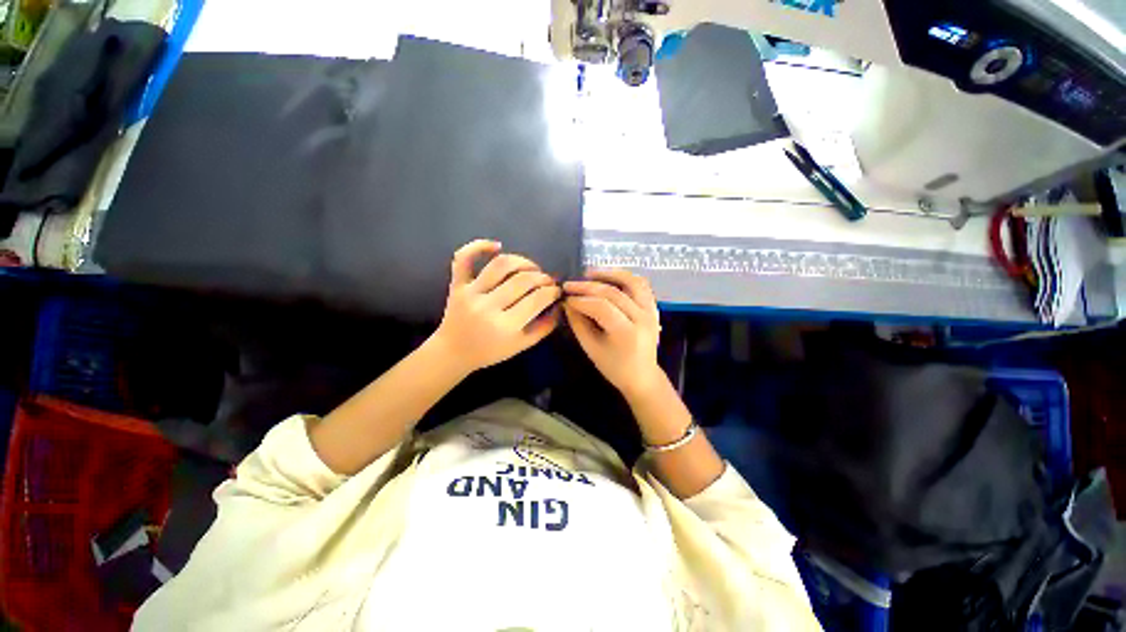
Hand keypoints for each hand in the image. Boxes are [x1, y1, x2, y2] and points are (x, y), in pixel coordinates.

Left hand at [431, 240, 560, 374]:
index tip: (557, 291)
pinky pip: (464, 257)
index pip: (537, 299)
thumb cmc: (490, 351)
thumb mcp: (522, 345)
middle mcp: (487, 306)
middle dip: (542, 277)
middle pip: (523, 280)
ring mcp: (470, 293)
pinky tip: (497, 246)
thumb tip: (559, 304)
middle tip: (548, 281)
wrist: (453, 352)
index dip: (552, 291)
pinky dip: (479, 246)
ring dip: (522, 261)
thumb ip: (544, 326)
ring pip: (500, 264)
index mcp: (505, 326)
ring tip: (531, 268)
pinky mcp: (456, 284)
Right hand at [563, 269, 663, 398]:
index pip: (601, 307)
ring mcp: (651, 311)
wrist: (642, 376)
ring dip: (608, 274)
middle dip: (587, 286)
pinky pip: (641, 285)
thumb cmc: (614, 368)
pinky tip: (609, 278)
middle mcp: (642, 317)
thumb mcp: (591, 348)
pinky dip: (625, 278)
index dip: (581, 299)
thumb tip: (567, 303)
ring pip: (631, 282)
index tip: (565, 297)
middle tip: (569, 284)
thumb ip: (578, 324)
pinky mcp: (653, 307)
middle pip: (613, 292)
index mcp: (627, 332)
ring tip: (589, 274)